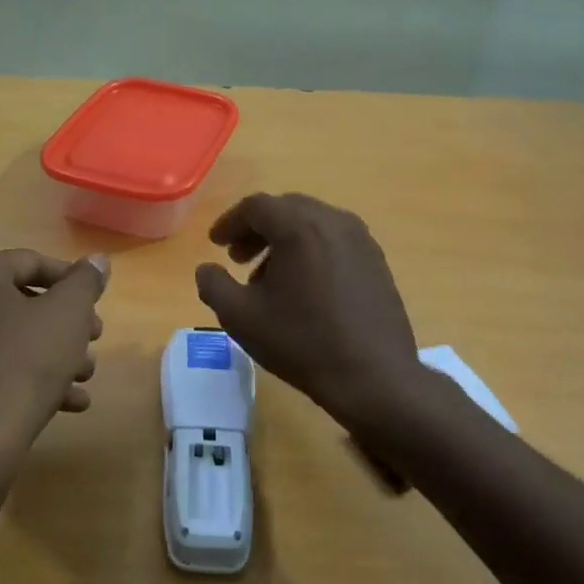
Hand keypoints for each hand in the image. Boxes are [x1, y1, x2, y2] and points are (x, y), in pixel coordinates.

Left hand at [0, 249, 108, 456]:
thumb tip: (97, 260)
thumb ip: (86, 282)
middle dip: (63, 324)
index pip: (30, 263)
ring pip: (8, 341)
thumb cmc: (25, 362)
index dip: (71, 281)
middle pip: (19, 304)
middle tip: (93, 340)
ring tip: (85, 376)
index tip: (96, 304)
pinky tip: (67, 402)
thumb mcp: (68, 314)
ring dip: (51, 354)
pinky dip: (27, 379)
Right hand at [195, 193, 421, 431]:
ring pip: (312, 225)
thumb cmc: (301, 342)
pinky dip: (311, 252)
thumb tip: (207, 269)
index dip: (229, 222)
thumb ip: (213, 285)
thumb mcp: (240, 317)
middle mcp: (333, 221)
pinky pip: (335, 242)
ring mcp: (361, 240)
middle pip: (286, 210)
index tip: (216, 244)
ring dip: (284, 242)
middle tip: (238, 258)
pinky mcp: (377, 261)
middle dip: (257, 230)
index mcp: (299, 226)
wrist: (373, 376)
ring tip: (268, 278)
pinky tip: (303, 289)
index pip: (256, 206)